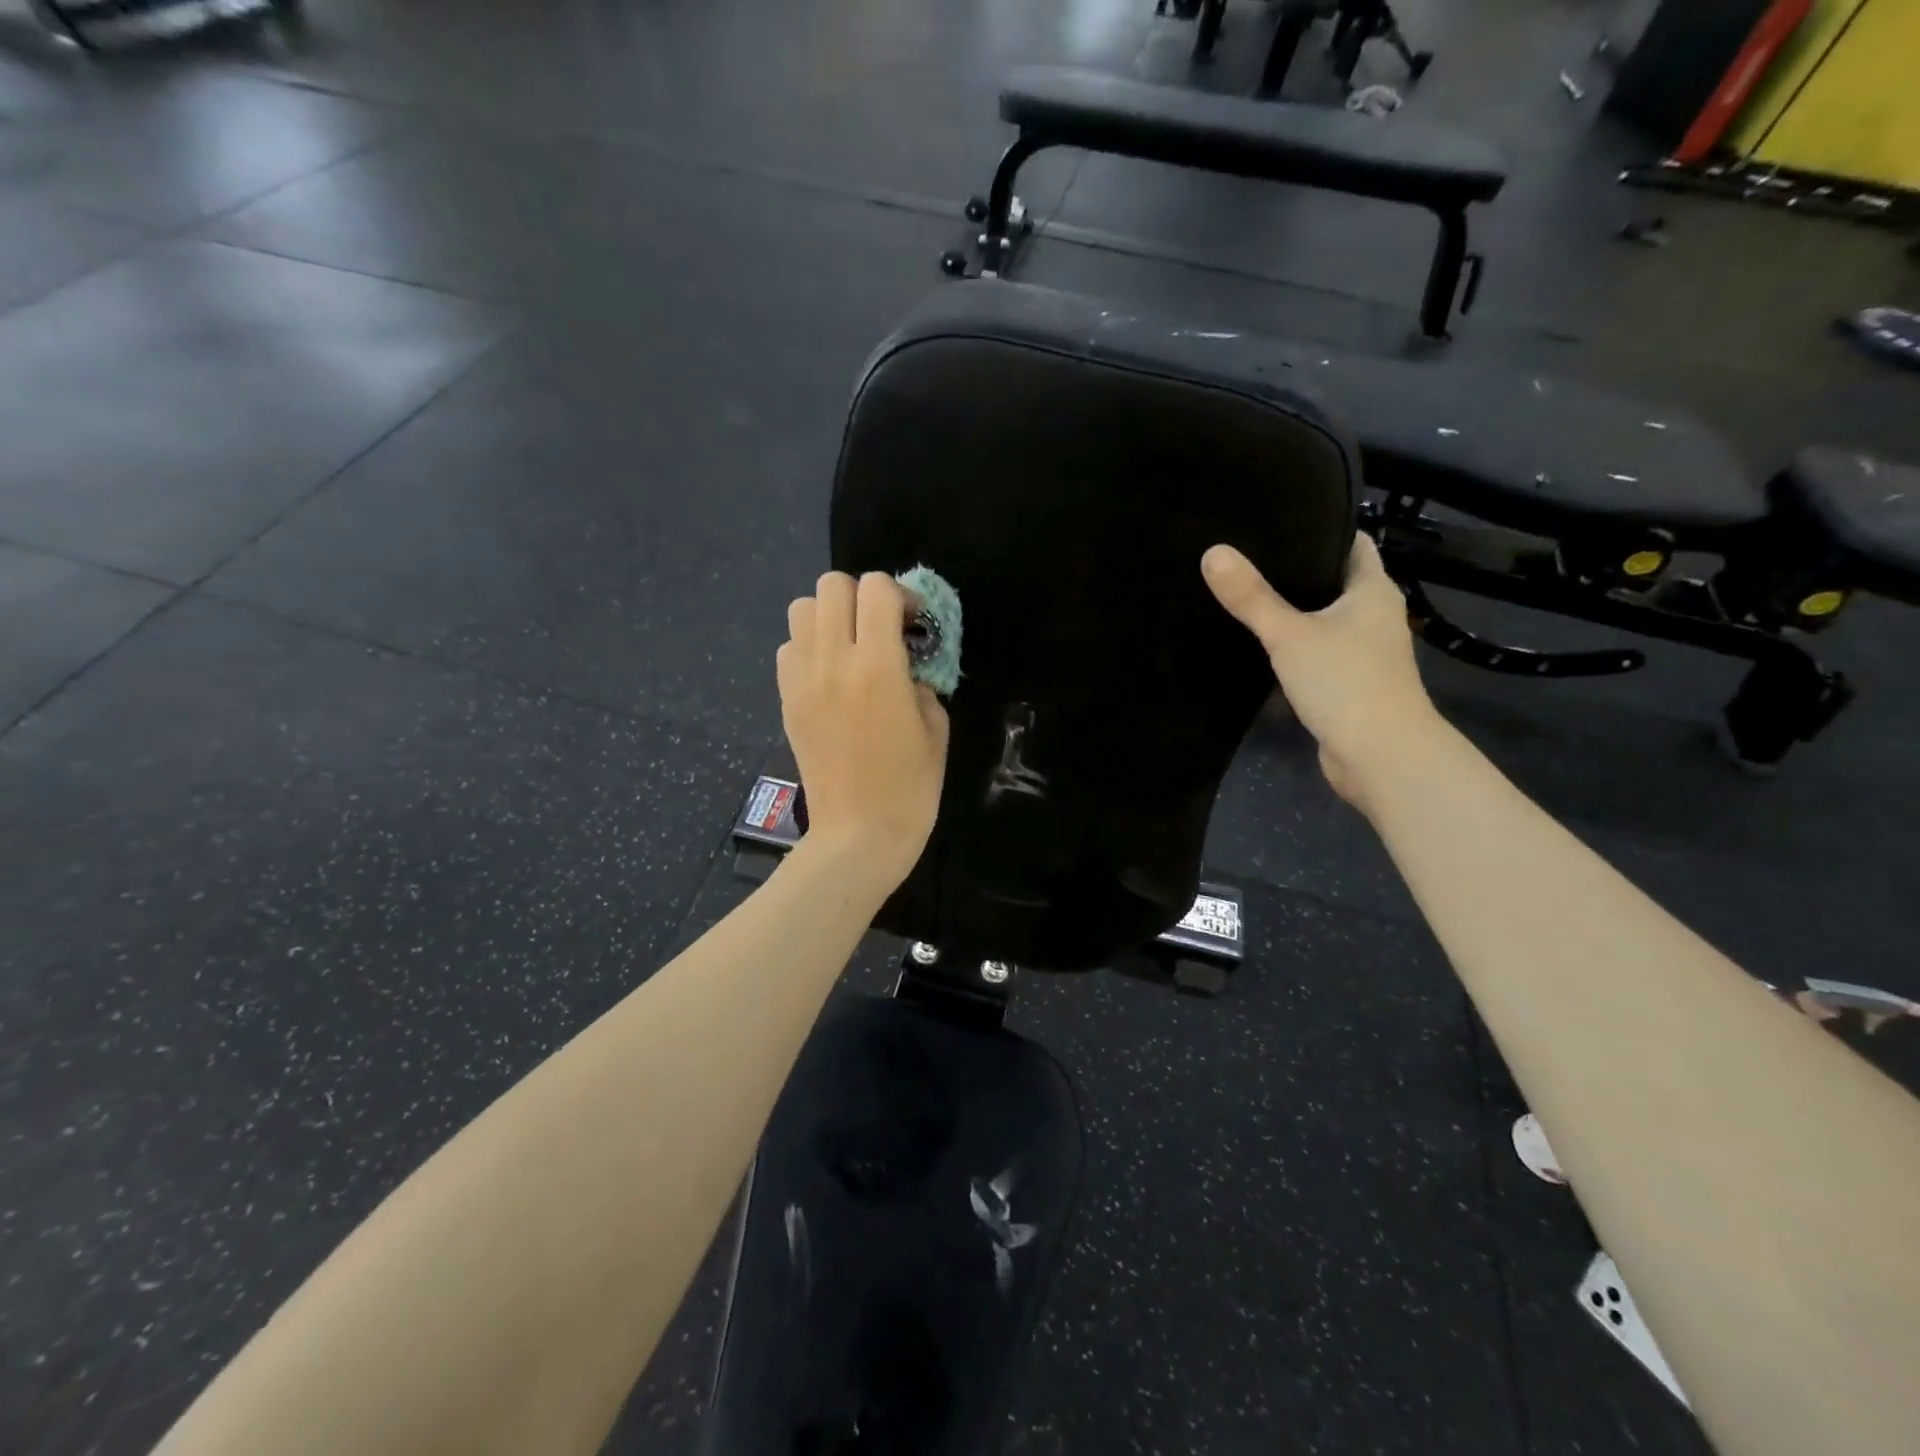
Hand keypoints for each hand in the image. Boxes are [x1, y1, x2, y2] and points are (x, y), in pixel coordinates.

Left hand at [778, 572, 950, 888]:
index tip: (912, 624)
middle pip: (831, 584)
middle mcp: (832, 660)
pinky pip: (788, 648)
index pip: (876, 587)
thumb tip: (904, 665)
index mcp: (878, 664)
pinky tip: (829, 677)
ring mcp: (802, 679)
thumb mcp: (936, 727)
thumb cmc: (909, 787)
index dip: (900, 595)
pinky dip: (808, 648)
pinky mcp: (785, 699)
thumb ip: (920, 681)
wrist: (858, 834)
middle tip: (880, 629)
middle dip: (861, 596)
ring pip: (801, 608)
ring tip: (849, 648)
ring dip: (829, 617)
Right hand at [1202, 534, 1443, 810]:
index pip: (1352, 543)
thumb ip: (1251, 597)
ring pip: (1324, 620)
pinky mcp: (1349, 683)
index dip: (1320, 528)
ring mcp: (1364, 652)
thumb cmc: (1344, 682)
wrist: (1380, 755)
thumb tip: (1212, 552)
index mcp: (1373, 591)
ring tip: (1245, 596)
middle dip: (1297, 571)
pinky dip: (1294, 647)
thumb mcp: (1288, 634)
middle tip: (1247, 557)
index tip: (1277, 521)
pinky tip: (1259, 645)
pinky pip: (1318, 653)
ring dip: (1293, 612)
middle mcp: (1374, 616)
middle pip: (1334, 581)